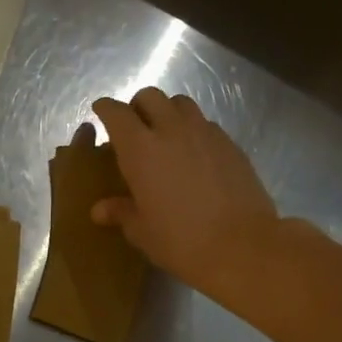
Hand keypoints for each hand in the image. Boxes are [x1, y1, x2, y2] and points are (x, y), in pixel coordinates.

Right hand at [89, 88, 279, 299]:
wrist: (242, 245)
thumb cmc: (181, 240)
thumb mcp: (142, 231)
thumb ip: (121, 212)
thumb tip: (100, 209)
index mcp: (140, 149)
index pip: (117, 113)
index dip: (106, 108)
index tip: (100, 111)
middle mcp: (171, 130)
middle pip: (150, 96)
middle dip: (137, 106)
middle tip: (133, 127)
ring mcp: (205, 133)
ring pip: (180, 103)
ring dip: (167, 112)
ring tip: (164, 135)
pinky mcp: (230, 143)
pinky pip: (205, 123)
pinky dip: (192, 129)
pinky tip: (193, 154)